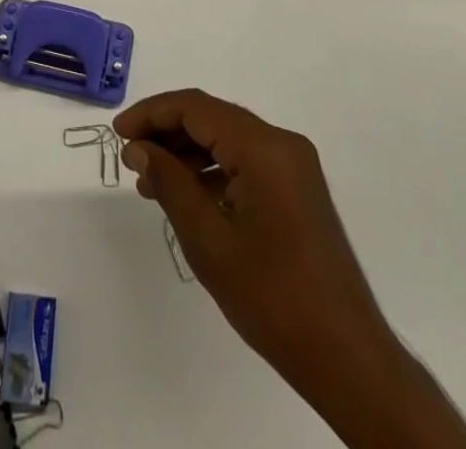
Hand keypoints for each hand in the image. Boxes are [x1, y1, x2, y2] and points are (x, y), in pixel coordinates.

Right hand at [117, 91, 465, 446]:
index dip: (152, 113)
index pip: (196, 107)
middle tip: (129, 157)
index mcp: (264, 147)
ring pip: (227, 139)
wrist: (347, 357)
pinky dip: (212, 171)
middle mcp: (282, 144)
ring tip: (149, 181)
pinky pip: (245, 161)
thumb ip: (169, 183)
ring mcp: (293, 166)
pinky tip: (186, 196)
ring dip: (187, 153)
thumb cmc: (272, 298)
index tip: (118, 133)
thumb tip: (138, 147)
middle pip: (212, 118)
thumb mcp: (208, 240)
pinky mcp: (297, 188)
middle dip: (167, 132)